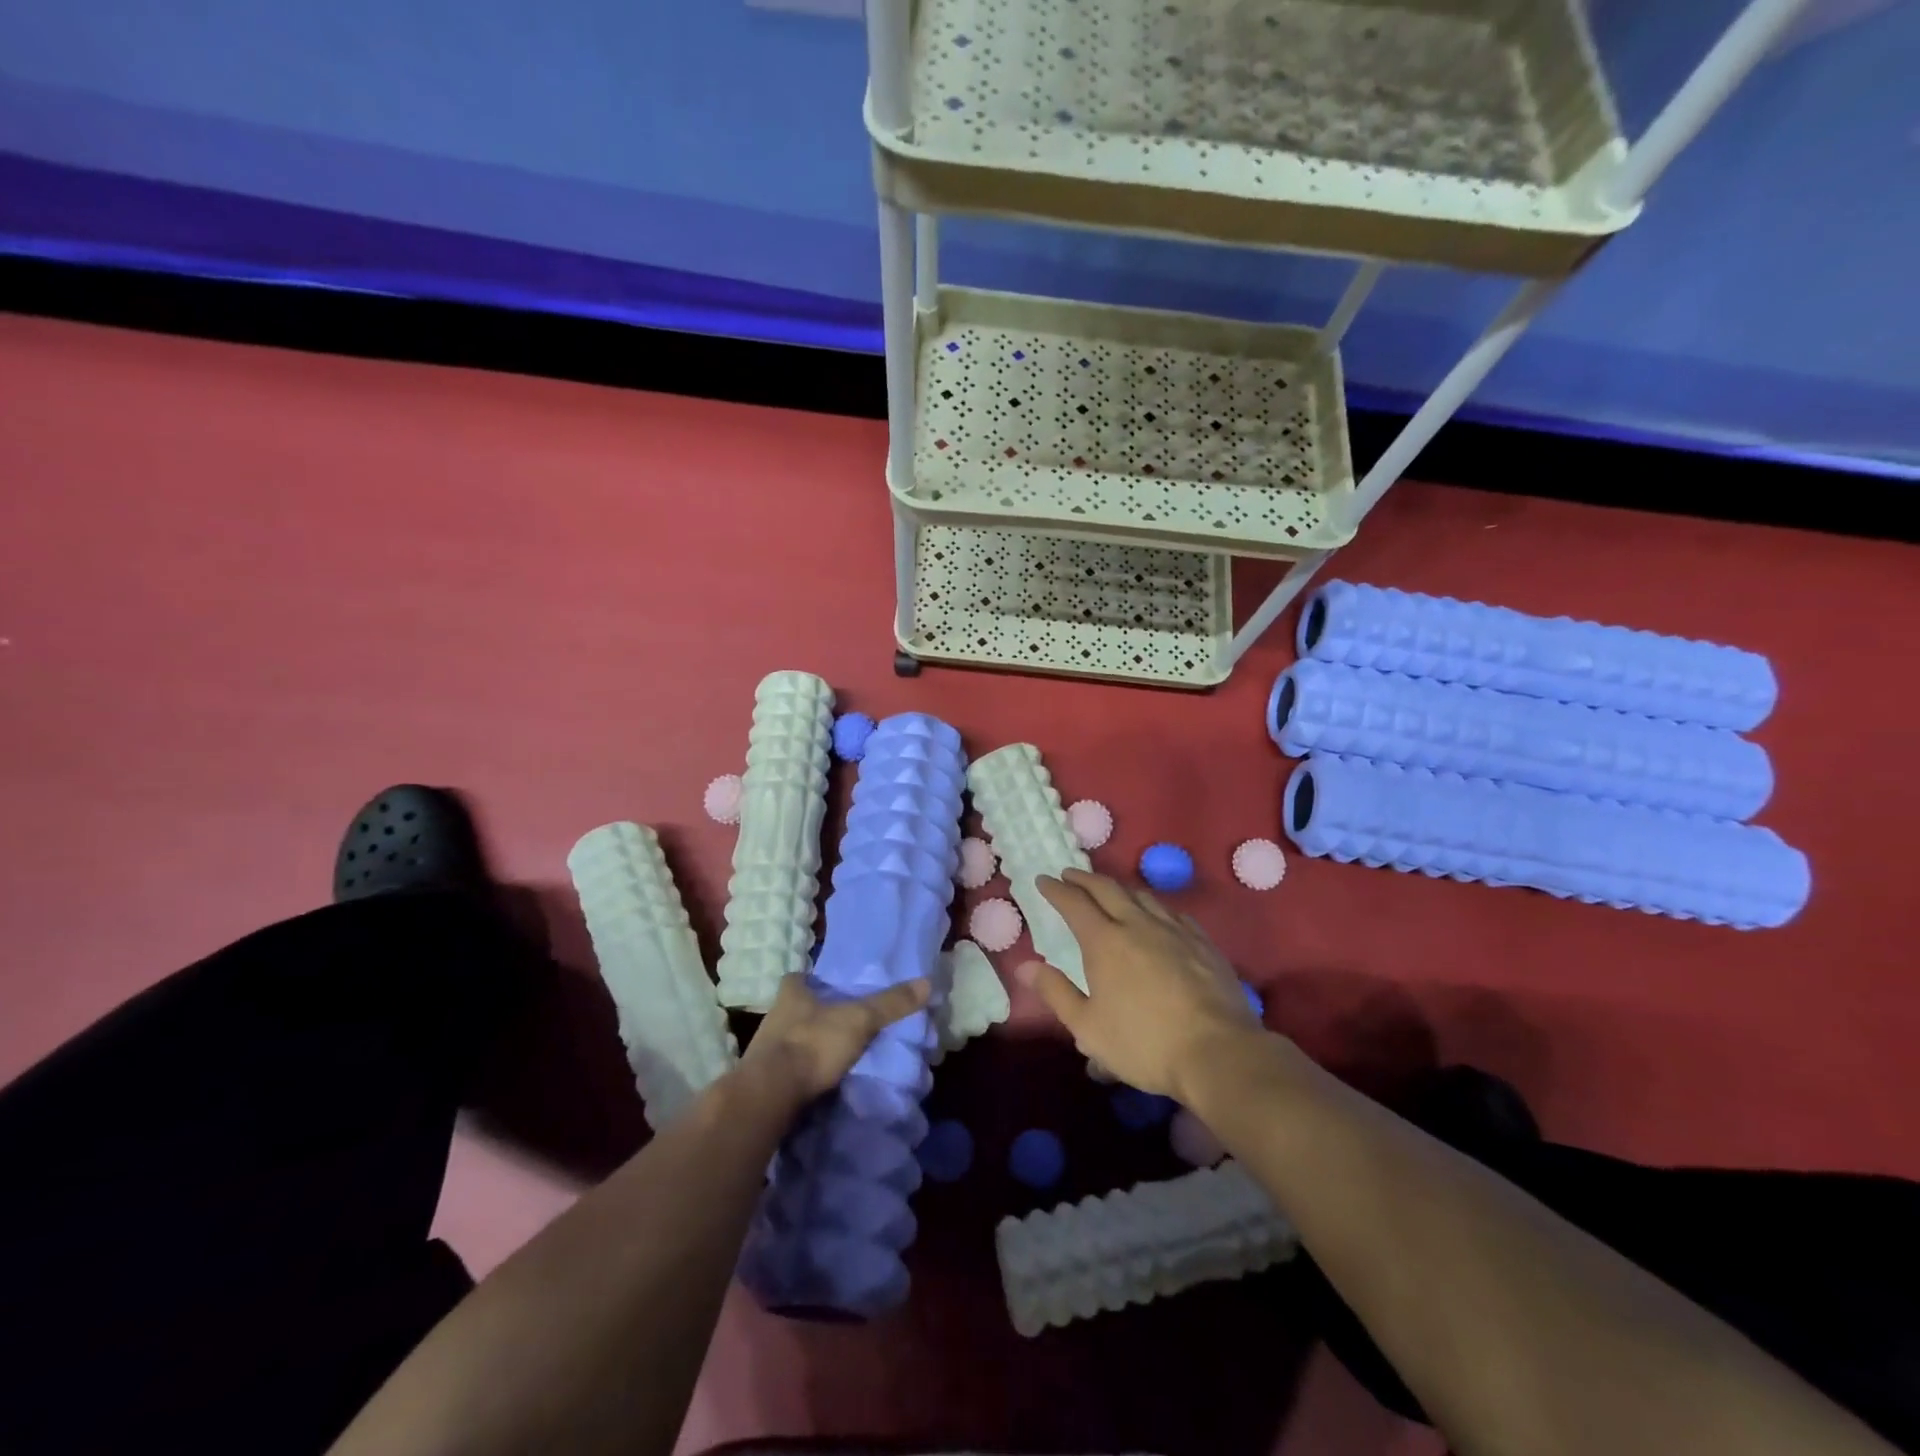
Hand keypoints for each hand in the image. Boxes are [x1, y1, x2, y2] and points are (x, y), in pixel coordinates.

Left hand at [741, 973, 931, 1108]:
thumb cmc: (812, 1043)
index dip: (812, 980)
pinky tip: (820, 1078)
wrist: (769, 1096)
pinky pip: (788, 1068)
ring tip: (836, 1051)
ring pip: (792, 1038)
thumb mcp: (859, 1020)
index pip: (799, 977)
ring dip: (809, 1043)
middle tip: (840, 1019)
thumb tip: (927, 982)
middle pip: (796, 1007)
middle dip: (815, 1013)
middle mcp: (774, 1015)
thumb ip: (890, 1004)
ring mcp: (765, 1049)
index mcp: (791, 992)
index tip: (830, 985)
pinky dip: (803, 1070)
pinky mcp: (764, 1078)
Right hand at [1017, 868, 1261, 1101]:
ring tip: (1110, 889)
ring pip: (1142, 895)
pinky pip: (1173, 912)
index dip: (1056, 889)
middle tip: (1070, 875)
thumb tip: (1024, 966)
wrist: (1218, 1052)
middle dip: (1084, 879)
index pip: (1074, 903)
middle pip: (1107, 889)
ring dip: (1119, 887)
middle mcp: (1138, 924)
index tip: (1044, 880)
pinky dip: (1154, 906)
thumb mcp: (1088, 1027)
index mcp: (1104, 941)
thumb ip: (1056, 992)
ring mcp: (1174, 930)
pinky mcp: (1202, 942)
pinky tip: (1157, 914)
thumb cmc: (1144, 1043)